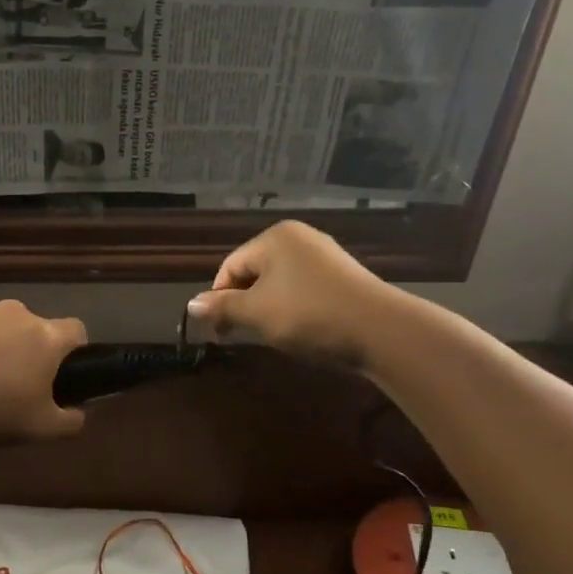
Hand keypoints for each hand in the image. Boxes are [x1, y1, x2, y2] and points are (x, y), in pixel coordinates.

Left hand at [0, 300, 87, 444]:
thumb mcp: (40, 428)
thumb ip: (69, 421)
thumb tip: (79, 414)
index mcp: (45, 336)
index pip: (76, 330)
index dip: (75, 350)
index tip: (62, 373)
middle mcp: (14, 313)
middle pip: (32, 327)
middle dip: (27, 350)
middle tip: (15, 385)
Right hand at [186, 221, 393, 366]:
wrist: (380, 330)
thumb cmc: (309, 314)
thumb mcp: (257, 313)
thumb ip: (222, 307)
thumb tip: (191, 304)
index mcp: (274, 238)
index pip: (230, 266)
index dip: (219, 299)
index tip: (219, 332)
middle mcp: (298, 238)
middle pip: (254, 272)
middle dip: (243, 304)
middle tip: (241, 335)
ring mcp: (324, 256)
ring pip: (278, 282)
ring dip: (267, 308)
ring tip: (270, 335)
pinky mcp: (342, 276)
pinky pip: (302, 288)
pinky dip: (292, 307)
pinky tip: (299, 329)